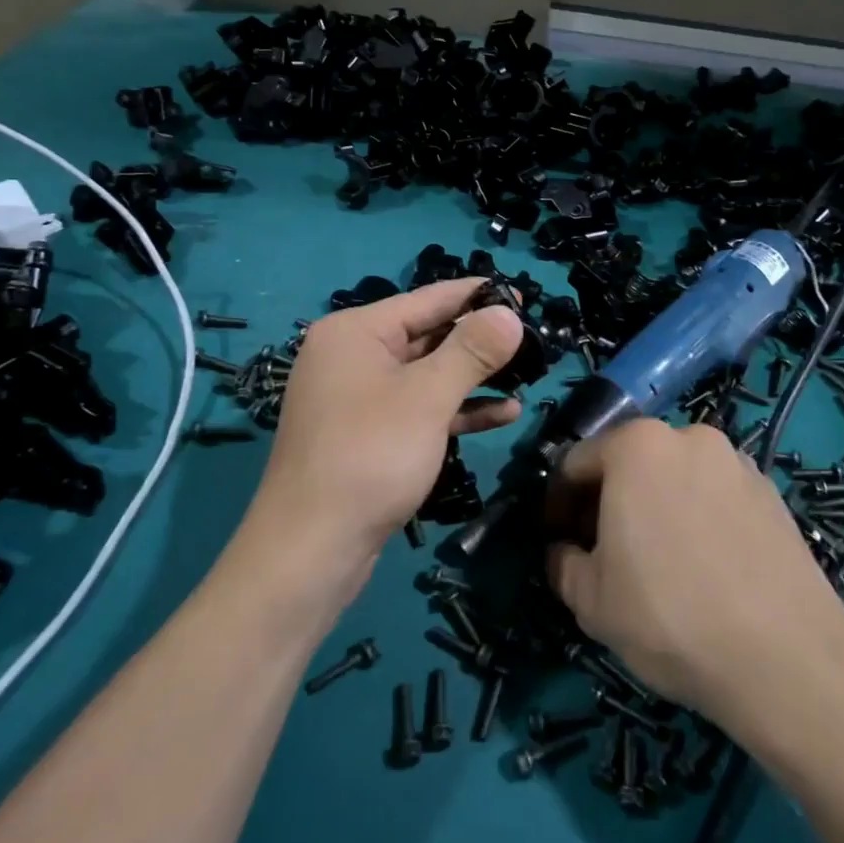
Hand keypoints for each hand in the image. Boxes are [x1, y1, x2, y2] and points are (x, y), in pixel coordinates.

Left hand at [249, 279, 524, 579]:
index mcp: (356, 332)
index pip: (427, 299)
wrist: (311, 549)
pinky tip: (503, 414)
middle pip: (427, 335)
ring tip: (527, 377)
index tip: (521, 293)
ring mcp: (358, 397)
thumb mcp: (428, 397)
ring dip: (474, 378)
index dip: (476, 296)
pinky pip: (418, 408)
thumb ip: (472, 350)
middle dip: (480, 341)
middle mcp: (353, 356)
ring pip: (426, 375)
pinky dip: (456, 410)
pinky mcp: (367, 434)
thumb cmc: (371, 455)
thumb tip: (509, 313)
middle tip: (532, 342)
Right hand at [545, 420, 843, 738]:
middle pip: (628, 462)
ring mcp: (735, 460)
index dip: (559, 505)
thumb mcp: (591, 601)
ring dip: (655, 505)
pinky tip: (706, 566)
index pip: (576, 464)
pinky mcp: (771, 490)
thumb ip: (562, 563)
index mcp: (636, 446)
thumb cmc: (670, 617)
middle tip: (605, 553)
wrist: (788, 659)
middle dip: (608, 501)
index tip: (559, 542)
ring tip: (660, 561)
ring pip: (674, 476)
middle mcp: (687, 436)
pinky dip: (698, 515)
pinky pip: (714, 494)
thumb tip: (563, 550)